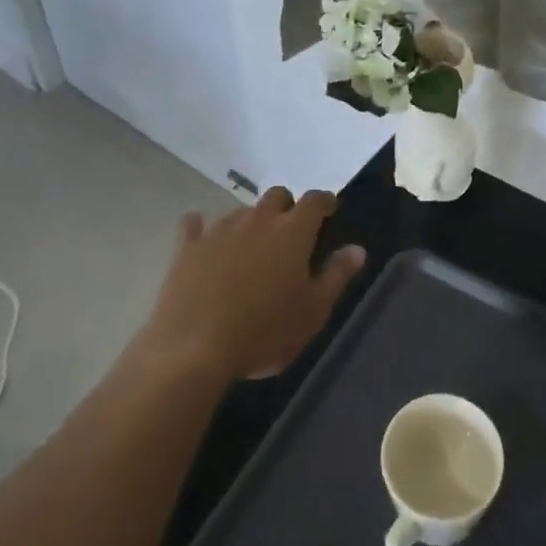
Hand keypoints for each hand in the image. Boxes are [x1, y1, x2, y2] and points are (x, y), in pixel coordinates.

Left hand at [139, 188, 365, 380]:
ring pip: (241, 210)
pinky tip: (204, 241)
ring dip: (251, 221)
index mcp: (293, 231)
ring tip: (251, 248)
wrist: (193, 350)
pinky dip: (203, 229)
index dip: (324, 202)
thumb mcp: (313, 311)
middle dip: (287, 207)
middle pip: (277, 196)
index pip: (315, 200)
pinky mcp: (188, 246)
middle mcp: (257, 219)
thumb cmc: (265, 332)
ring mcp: (219, 229)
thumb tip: (357, 249)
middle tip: (289, 234)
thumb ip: (337, 275)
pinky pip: (196, 225)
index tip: (329, 212)